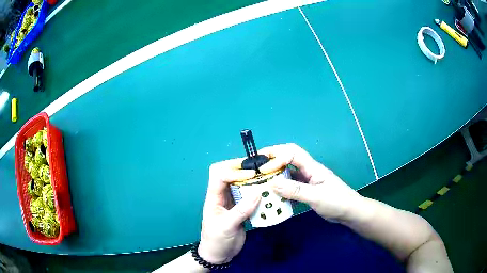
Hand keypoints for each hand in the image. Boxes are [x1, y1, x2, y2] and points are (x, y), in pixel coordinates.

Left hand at [198, 158, 260, 263]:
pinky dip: (257, 192)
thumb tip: (258, 193)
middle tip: (260, 168)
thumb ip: (241, 210)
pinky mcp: (242, 209)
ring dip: (252, 180)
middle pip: (229, 174)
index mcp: (213, 197)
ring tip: (267, 177)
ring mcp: (233, 202)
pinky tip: (268, 192)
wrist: (219, 255)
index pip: (219, 175)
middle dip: (243, 169)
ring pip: (240, 184)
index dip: (233, 171)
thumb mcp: (226, 226)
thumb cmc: (216, 240)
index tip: (251, 174)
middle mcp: (223, 196)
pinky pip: (249, 196)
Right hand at [258, 143, 361, 221]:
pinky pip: (290, 186)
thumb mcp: (316, 196)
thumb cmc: (337, 202)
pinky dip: (281, 188)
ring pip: (288, 174)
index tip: (262, 166)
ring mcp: (307, 181)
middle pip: (288, 159)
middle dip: (272, 161)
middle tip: (255, 168)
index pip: (292, 153)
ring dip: (275, 176)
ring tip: (261, 182)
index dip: (276, 156)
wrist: (349, 212)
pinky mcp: (307, 191)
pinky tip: (273, 195)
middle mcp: (308, 171)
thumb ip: (295, 190)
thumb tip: (272, 183)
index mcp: (312, 167)